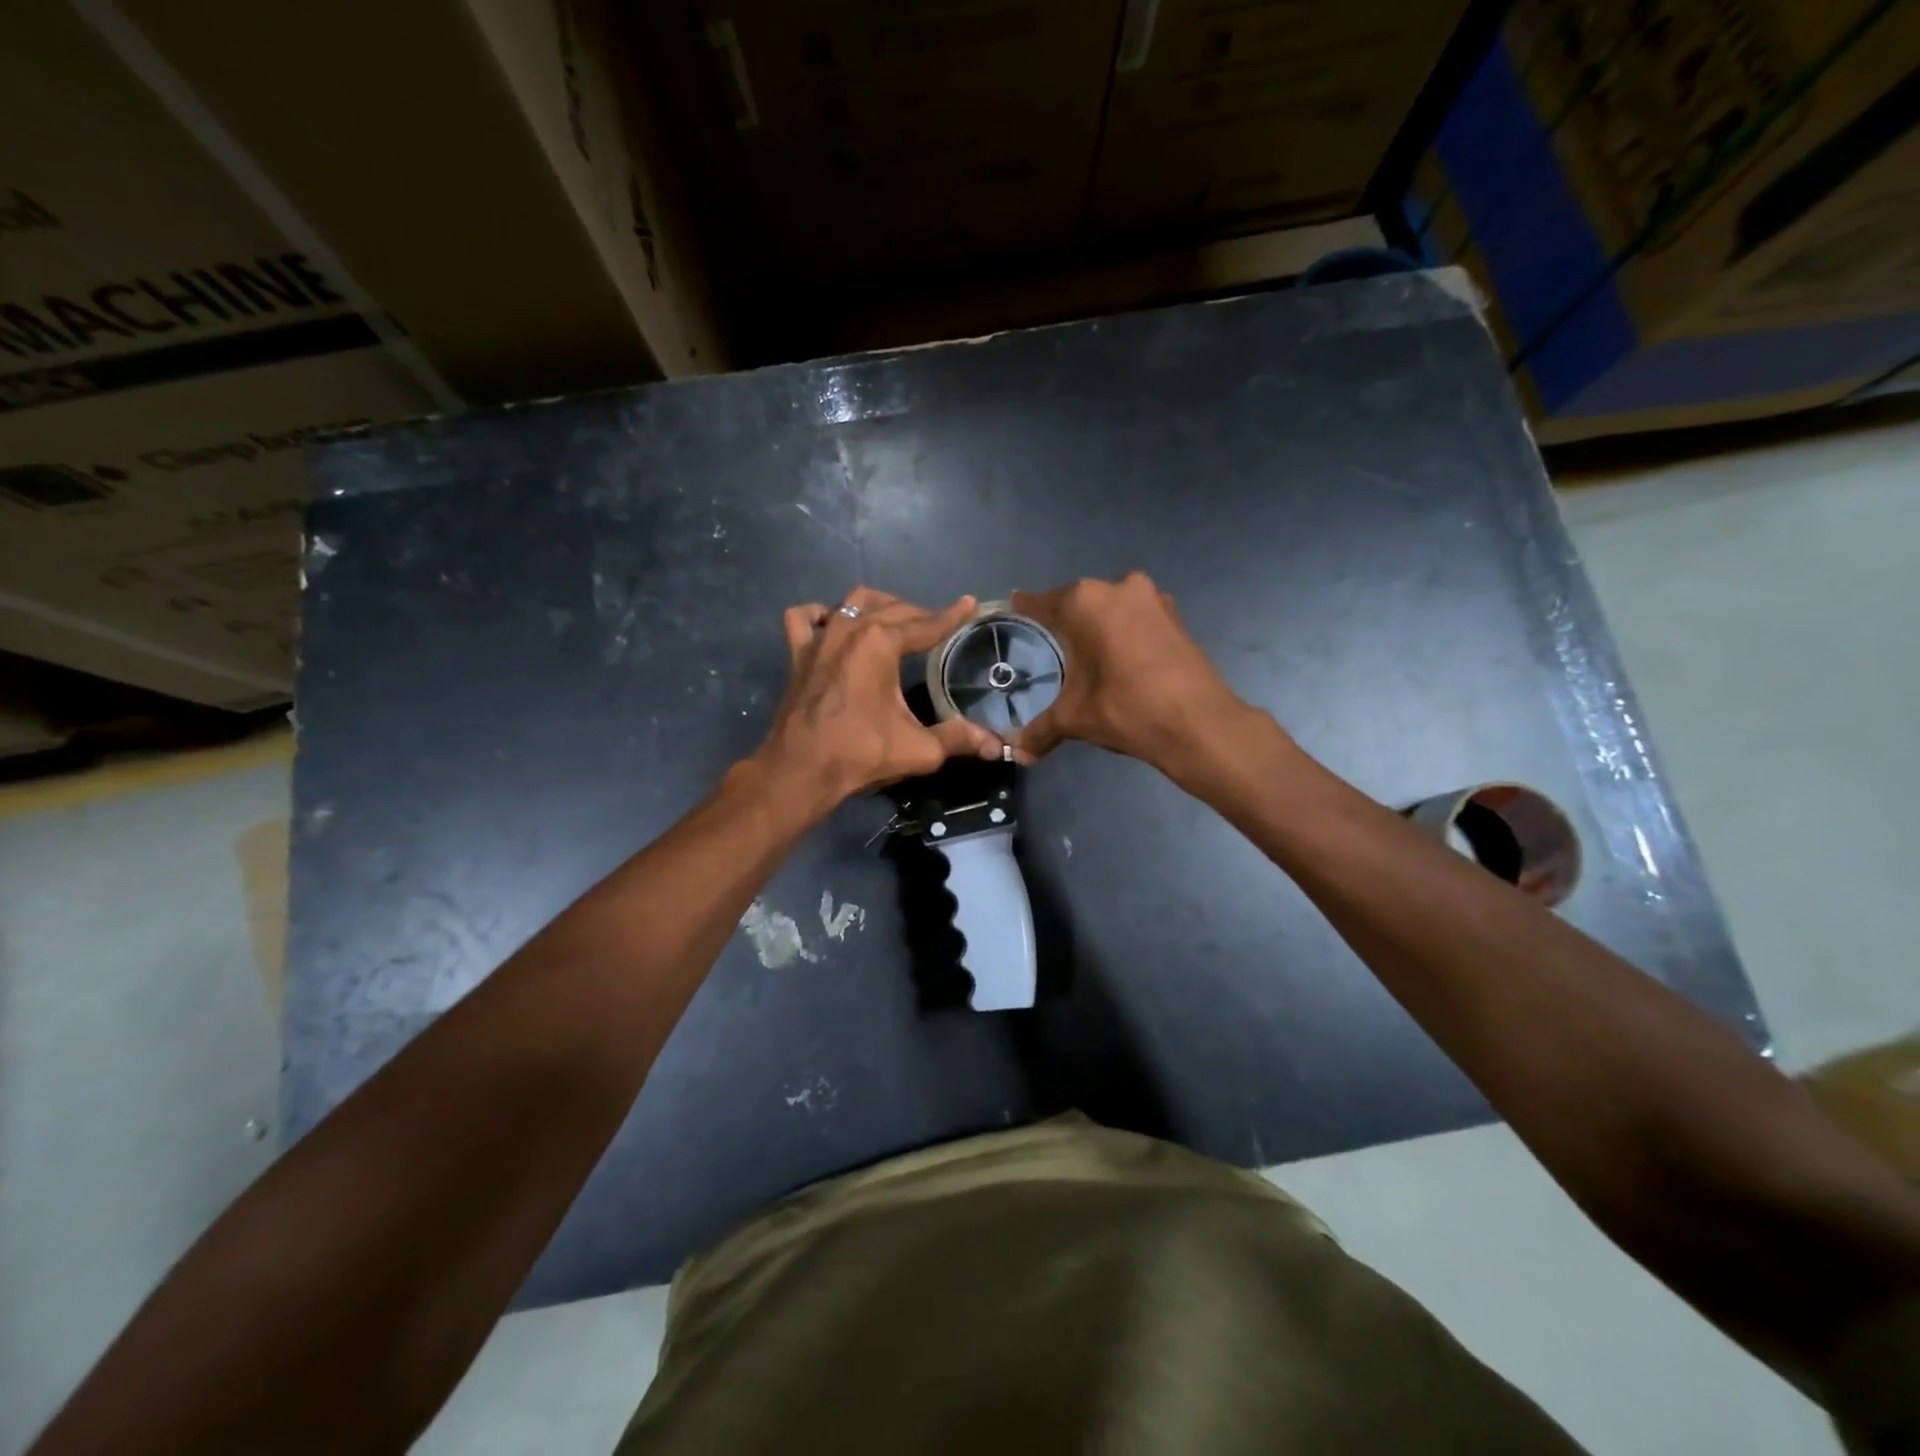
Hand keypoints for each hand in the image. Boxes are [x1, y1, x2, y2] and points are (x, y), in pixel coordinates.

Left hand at [754, 588, 1005, 815]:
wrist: (801, 771)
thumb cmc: (861, 754)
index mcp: (881, 643)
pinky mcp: (797, 654)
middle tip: (938, 627)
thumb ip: (958, 739)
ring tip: (894, 620)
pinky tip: (831, 624)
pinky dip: (820, 615)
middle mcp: (849, 629)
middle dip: (919, 614)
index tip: (969, 604)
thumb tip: (995, 746)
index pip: (926, 624)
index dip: (951, 616)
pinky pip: (804, 619)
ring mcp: (819, 639)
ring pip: (852, 602)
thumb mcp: (920, 748)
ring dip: (878, 606)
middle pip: (893, 609)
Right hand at [1009, 572, 1247, 774]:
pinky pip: (1137, 619)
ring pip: (1112, 608)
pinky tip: (1119, 658)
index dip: (1024, 609)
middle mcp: (1118, 588)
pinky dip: (1124, 633)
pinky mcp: (1175, 617)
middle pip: (1079, 602)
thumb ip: (1040, 730)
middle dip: (1065, 621)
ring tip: (1085, 653)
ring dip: (1099, 626)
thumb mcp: (1074, 718)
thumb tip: (1017, 752)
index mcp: (1085, 602)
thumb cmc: (1125, 708)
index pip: (1041, 602)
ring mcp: (1152, 599)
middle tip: (1049, 642)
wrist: (1198, 724)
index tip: (1011, 609)